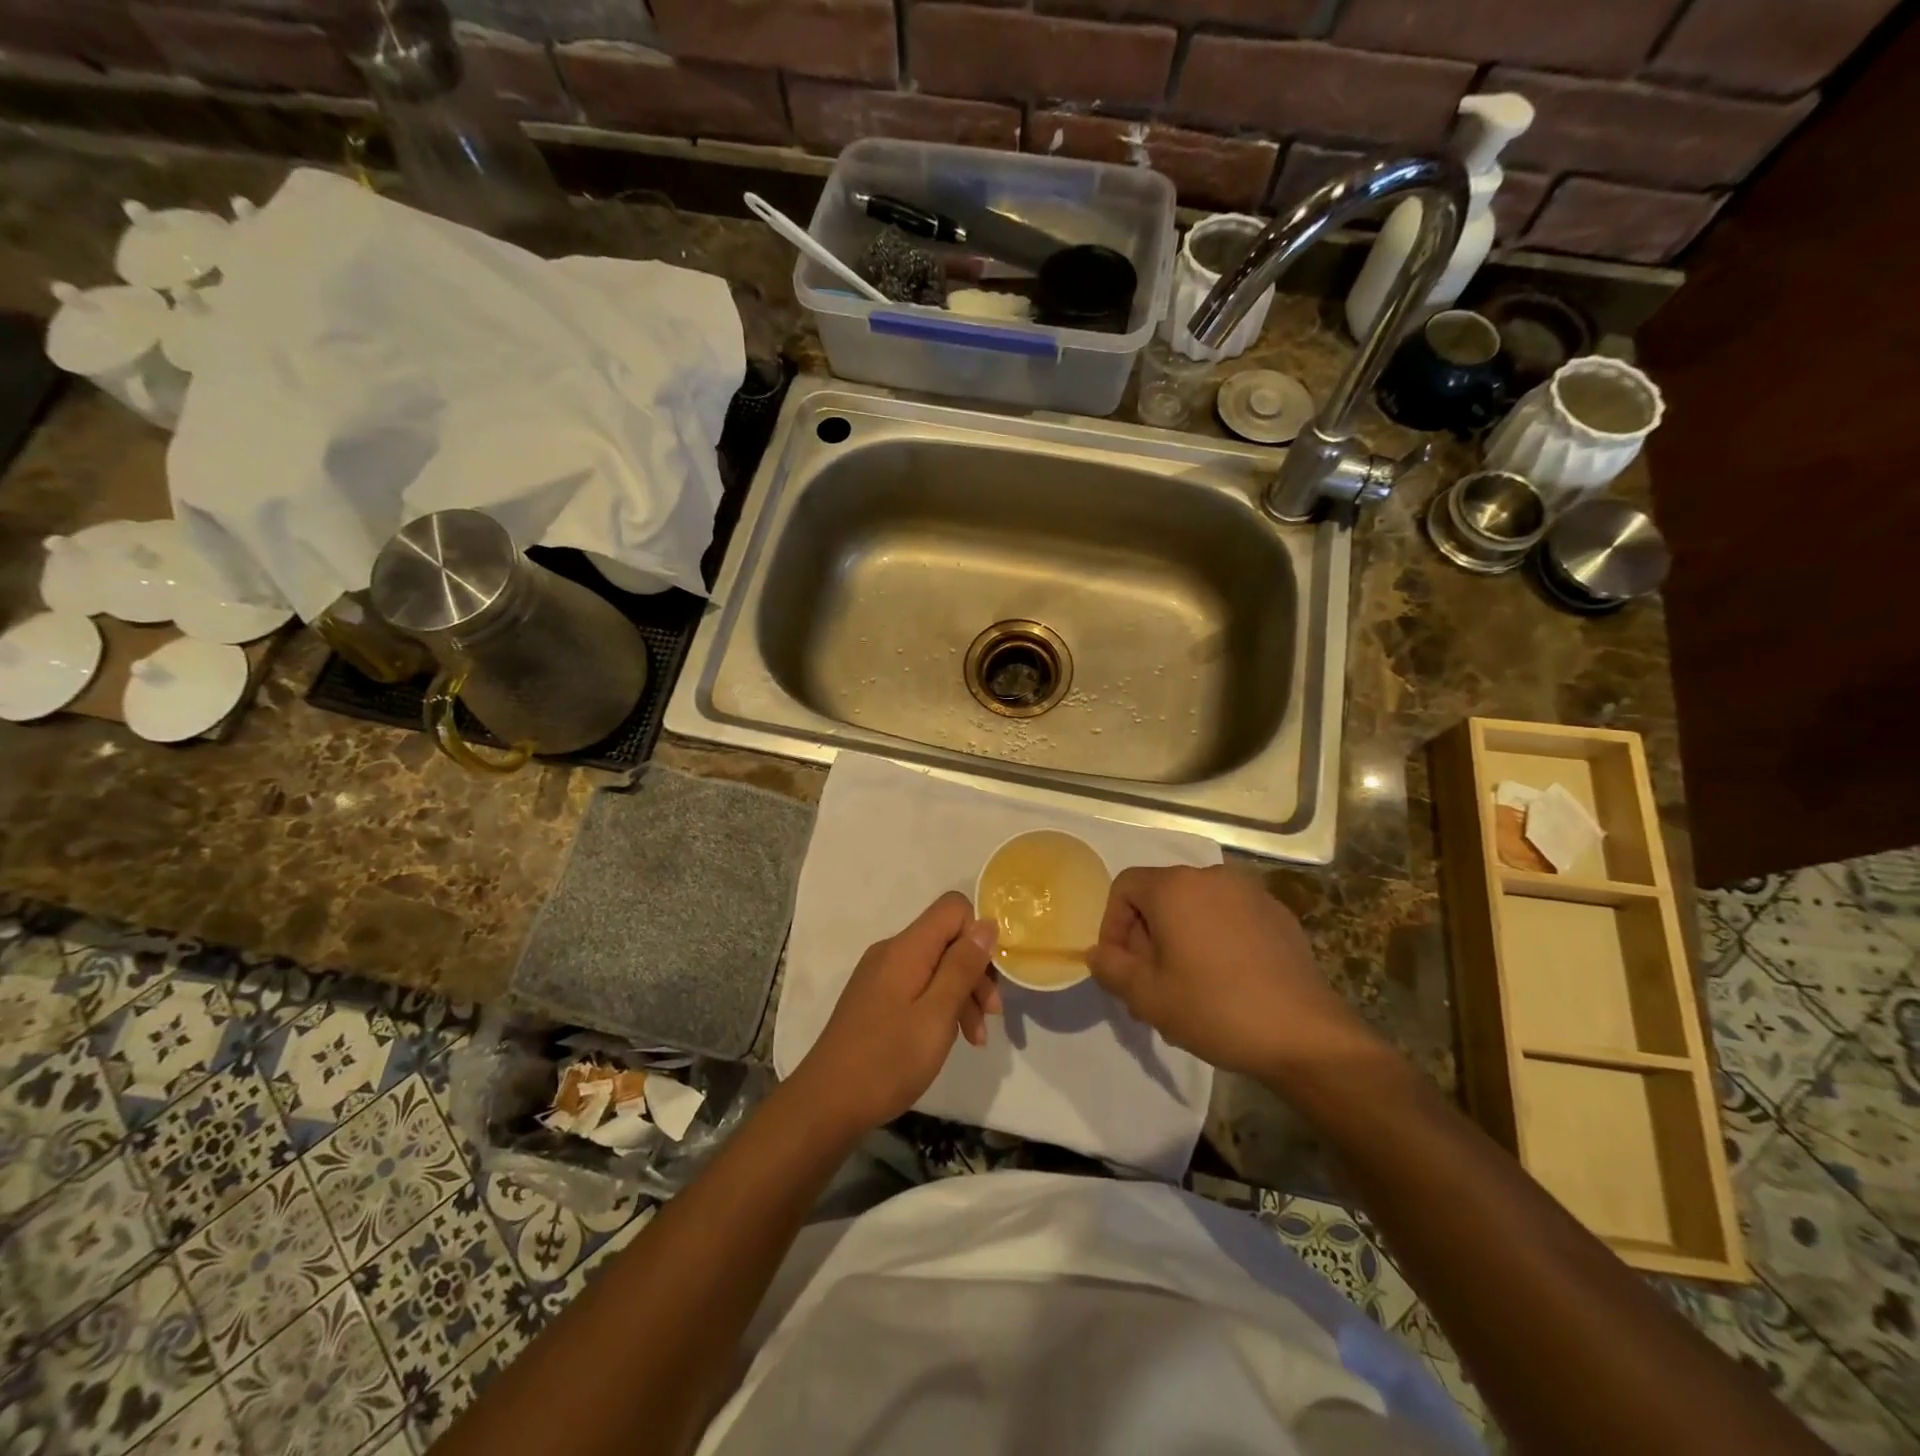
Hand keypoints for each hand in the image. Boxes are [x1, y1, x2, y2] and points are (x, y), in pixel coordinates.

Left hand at [792, 892, 1000, 1134]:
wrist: (826, 1103)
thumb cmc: (888, 1060)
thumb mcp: (936, 1014)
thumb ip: (962, 966)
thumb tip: (986, 923)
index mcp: (906, 948)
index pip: (953, 908)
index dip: (978, 934)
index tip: (990, 977)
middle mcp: (892, 952)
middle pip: (947, 939)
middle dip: (975, 971)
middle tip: (990, 1017)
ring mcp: (881, 975)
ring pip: (935, 965)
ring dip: (961, 995)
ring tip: (975, 1040)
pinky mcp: (876, 998)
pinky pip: (918, 986)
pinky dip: (940, 1005)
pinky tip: (949, 1037)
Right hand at [1088, 865, 1385, 1083]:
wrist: (1304, 1036)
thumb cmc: (1214, 1009)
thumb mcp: (1146, 996)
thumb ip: (1110, 968)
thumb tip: (1098, 953)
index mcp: (1175, 887)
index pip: (1125, 886)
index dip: (1112, 925)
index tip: (1121, 966)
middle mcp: (1212, 876)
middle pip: (1160, 895)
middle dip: (1146, 936)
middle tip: (1149, 983)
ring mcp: (1251, 893)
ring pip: (1195, 907)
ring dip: (1179, 938)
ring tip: (1185, 987)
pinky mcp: (1279, 914)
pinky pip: (1229, 916)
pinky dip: (1214, 938)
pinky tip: (1225, 981)